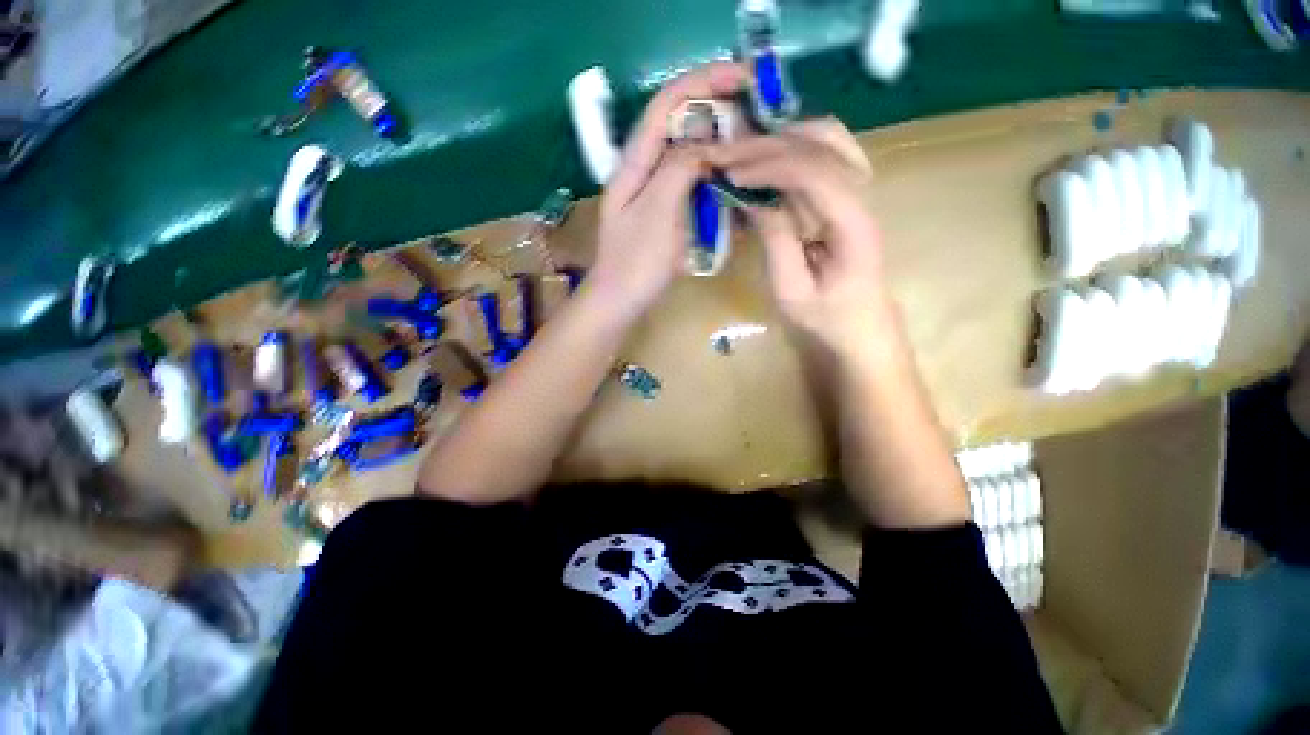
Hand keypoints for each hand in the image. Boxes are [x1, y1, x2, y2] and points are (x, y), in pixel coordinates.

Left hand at [586, 62, 747, 320]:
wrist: (621, 301)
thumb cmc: (636, 261)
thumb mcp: (657, 210)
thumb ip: (679, 167)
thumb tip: (707, 139)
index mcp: (635, 161)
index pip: (668, 103)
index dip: (704, 82)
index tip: (746, 77)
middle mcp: (645, 169)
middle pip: (682, 127)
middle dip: (718, 115)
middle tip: (758, 120)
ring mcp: (656, 193)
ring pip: (691, 158)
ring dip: (720, 151)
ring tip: (753, 153)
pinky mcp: (667, 214)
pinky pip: (694, 189)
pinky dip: (715, 184)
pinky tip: (735, 192)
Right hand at [707, 118, 892, 362]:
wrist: (861, 324)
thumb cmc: (825, 316)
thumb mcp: (791, 291)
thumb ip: (775, 242)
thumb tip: (753, 200)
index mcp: (853, 223)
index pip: (814, 172)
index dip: (770, 166)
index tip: (731, 174)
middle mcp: (865, 194)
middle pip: (822, 144)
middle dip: (768, 144)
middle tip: (725, 155)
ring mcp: (863, 189)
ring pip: (829, 137)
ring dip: (783, 137)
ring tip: (743, 152)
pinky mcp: (851, 192)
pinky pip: (827, 150)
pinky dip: (794, 145)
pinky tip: (767, 157)